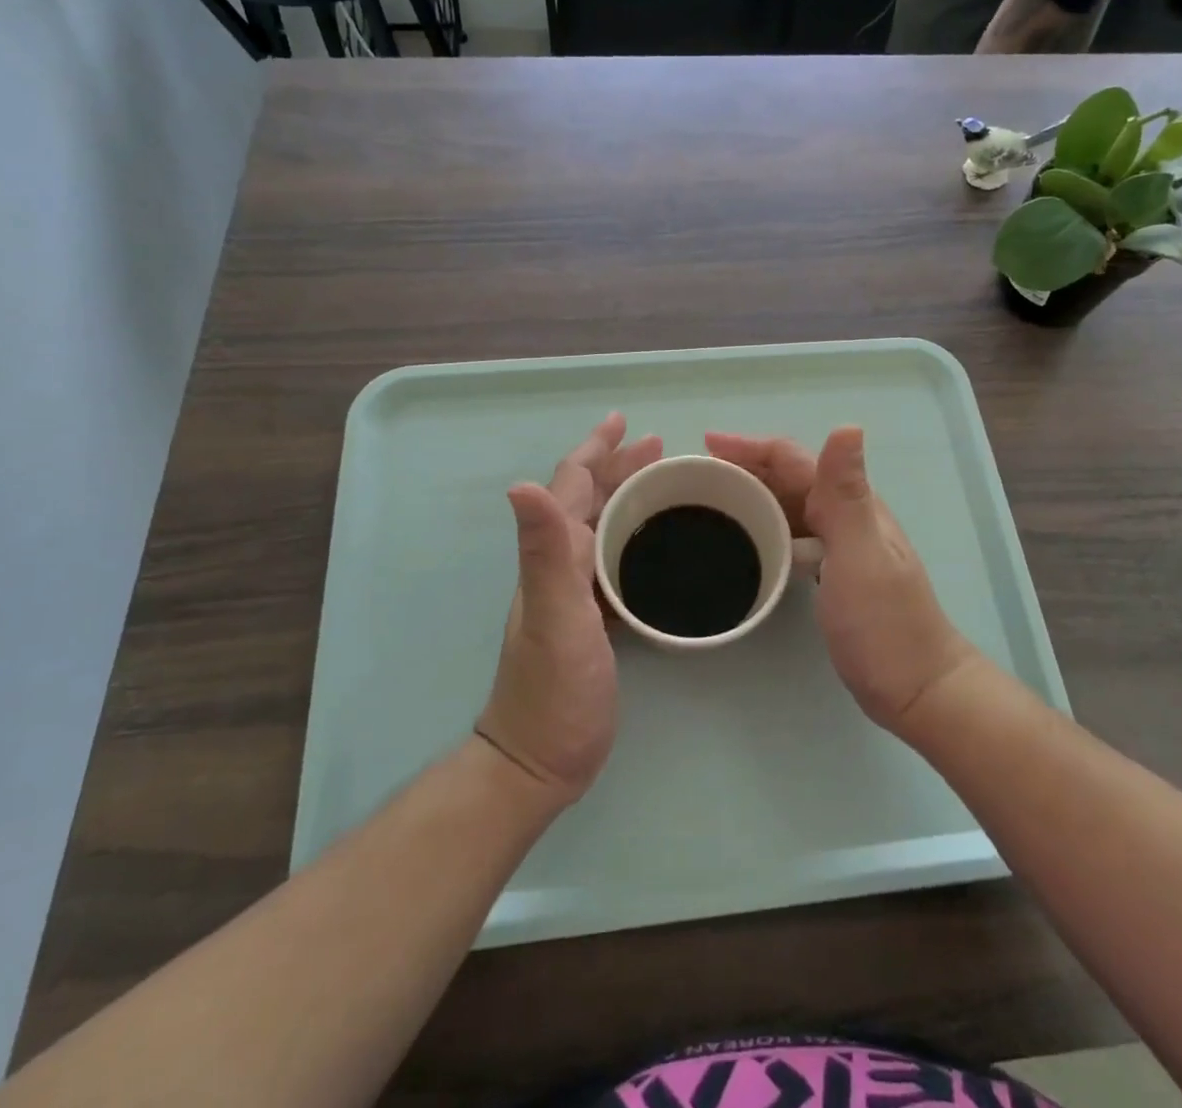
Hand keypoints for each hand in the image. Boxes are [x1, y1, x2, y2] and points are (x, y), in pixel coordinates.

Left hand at [477, 413, 661, 804]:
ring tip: (659, 480)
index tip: (625, 423)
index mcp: (554, 553)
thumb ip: (544, 551)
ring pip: (602, 526)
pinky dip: (633, 536)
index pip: (572, 485)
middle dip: (618, 466)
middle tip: (657, 445)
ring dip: (627, 496)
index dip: (596, 450)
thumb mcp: (554, 615)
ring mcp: (575, 591)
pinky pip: (614, 558)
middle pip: (588, 499)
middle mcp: (560, 563)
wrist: (541, 758)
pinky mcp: (593, 617)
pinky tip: (654, 543)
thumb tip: (522, 483)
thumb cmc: (553, 688)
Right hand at [704, 427, 980, 735]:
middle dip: (745, 466)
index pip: (793, 459)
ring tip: (713, 502)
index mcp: (850, 504)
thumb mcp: (860, 555)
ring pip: (789, 504)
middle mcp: (846, 515)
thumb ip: (846, 494)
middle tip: (698, 476)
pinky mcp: (832, 572)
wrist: (918, 687)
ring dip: (753, 494)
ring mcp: (841, 545)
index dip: (750, 446)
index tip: (705, 445)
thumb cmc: (884, 624)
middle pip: (789, 476)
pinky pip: (791, 534)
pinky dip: (766, 526)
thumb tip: (847, 424)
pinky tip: (747, 541)